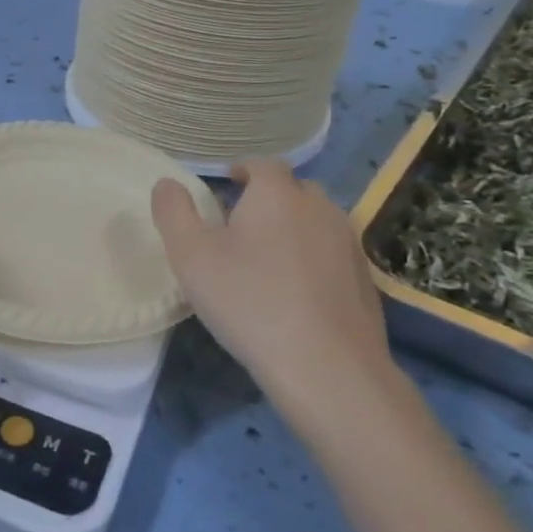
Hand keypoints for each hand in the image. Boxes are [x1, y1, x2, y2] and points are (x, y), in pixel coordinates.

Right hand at [151, 159, 399, 422]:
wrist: (325, 366)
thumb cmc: (248, 302)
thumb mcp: (191, 256)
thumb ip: (173, 212)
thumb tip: (167, 183)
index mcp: (277, 194)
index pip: (262, 165)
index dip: (243, 170)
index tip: (227, 184)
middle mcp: (319, 208)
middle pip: (293, 190)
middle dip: (269, 198)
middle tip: (242, 224)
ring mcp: (348, 244)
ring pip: (317, 221)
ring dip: (294, 228)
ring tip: (269, 258)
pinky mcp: (365, 280)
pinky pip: (333, 255)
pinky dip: (315, 260)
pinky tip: (298, 292)